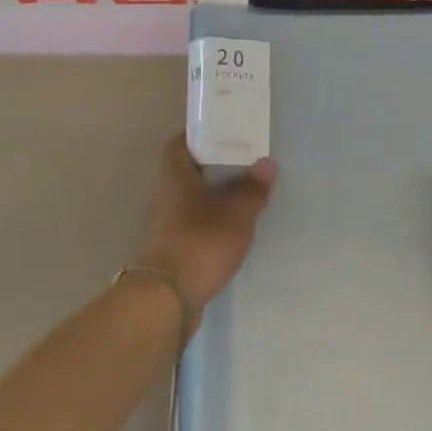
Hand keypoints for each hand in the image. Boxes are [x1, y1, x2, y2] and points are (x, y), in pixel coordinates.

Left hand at [134, 135, 278, 316]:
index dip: (204, 134)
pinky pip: (194, 221)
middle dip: (216, 165)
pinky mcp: (170, 246)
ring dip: (215, 194)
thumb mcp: (237, 212)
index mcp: (175, 172)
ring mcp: (164, 221)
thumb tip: (267, 163)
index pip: (183, 140)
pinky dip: (211, 219)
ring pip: (192, 196)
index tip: (228, 133)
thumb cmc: (201, 241)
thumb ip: (253, 187)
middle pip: (190, 169)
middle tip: (246, 162)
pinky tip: (233, 225)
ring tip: (246, 193)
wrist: (167, 298)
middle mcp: (164, 191)